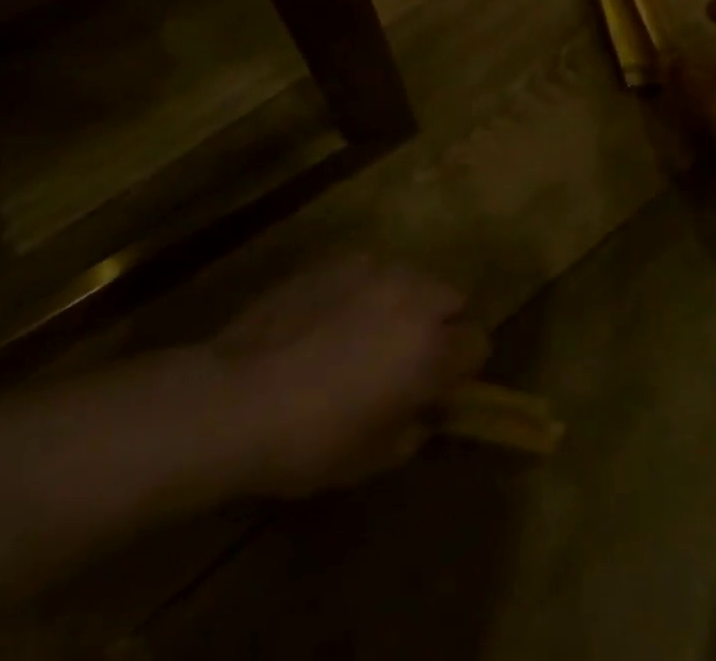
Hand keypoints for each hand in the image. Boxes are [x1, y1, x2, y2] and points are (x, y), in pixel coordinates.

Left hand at [209, 255, 487, 496]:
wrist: (237, 396)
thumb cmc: (310, 441)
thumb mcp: (372, 458)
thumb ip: (412, 428)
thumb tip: (420, 413)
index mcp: (430, 348)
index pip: (478, 342)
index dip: (461, 368)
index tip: (436, 388)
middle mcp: (413, 296)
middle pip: (452, 298)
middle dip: (439, 324)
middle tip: (404, 357)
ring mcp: (375, 269)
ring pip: (412, 277)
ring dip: (405, 301)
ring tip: (366, 331)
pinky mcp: (338, 258)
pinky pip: (370, 269)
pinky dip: (365, 289)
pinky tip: (330, 317)